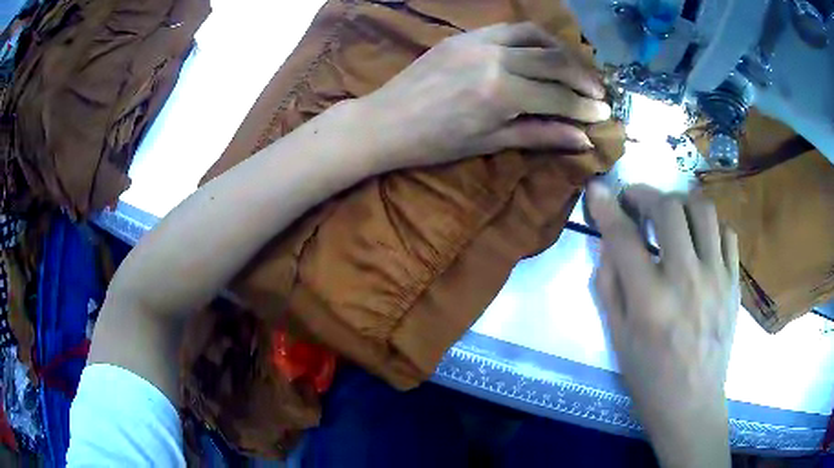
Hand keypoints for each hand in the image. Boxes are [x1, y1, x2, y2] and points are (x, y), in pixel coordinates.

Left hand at [358, 22, 611, 172]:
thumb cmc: (436, 142)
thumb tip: (582, 139)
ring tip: (576, 68)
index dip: (585, 107)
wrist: (386, 121)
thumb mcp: (490, 142)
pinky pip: (509, 28)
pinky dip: (534, 37)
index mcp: (501, 93)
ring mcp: (478, 41)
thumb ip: (540, 135)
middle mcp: (495, 58)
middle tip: (599, 92)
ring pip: (535, 36)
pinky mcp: (465, 35)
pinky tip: (542, 49)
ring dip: (562, 51)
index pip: (558, 96)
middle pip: (554, 61)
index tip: (605, 114)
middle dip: (583, 77)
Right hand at [588, 183, 738, 467]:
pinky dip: (710, 226)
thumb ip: (609, 285)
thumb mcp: (617, 338)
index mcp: (650, 300)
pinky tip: (700, 239)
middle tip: (636, 201)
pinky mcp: (733, 282)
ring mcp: (716, 277)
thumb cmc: (649, 377)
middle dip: (646, 194)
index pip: (624, 237)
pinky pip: (727, 233)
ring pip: (703, 210)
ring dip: (681, 203)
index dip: (607, 206)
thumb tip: (609, 243)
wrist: (692, 403)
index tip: (598, 188)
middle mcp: (686, 279)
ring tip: (671, 215)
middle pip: (668, 208)